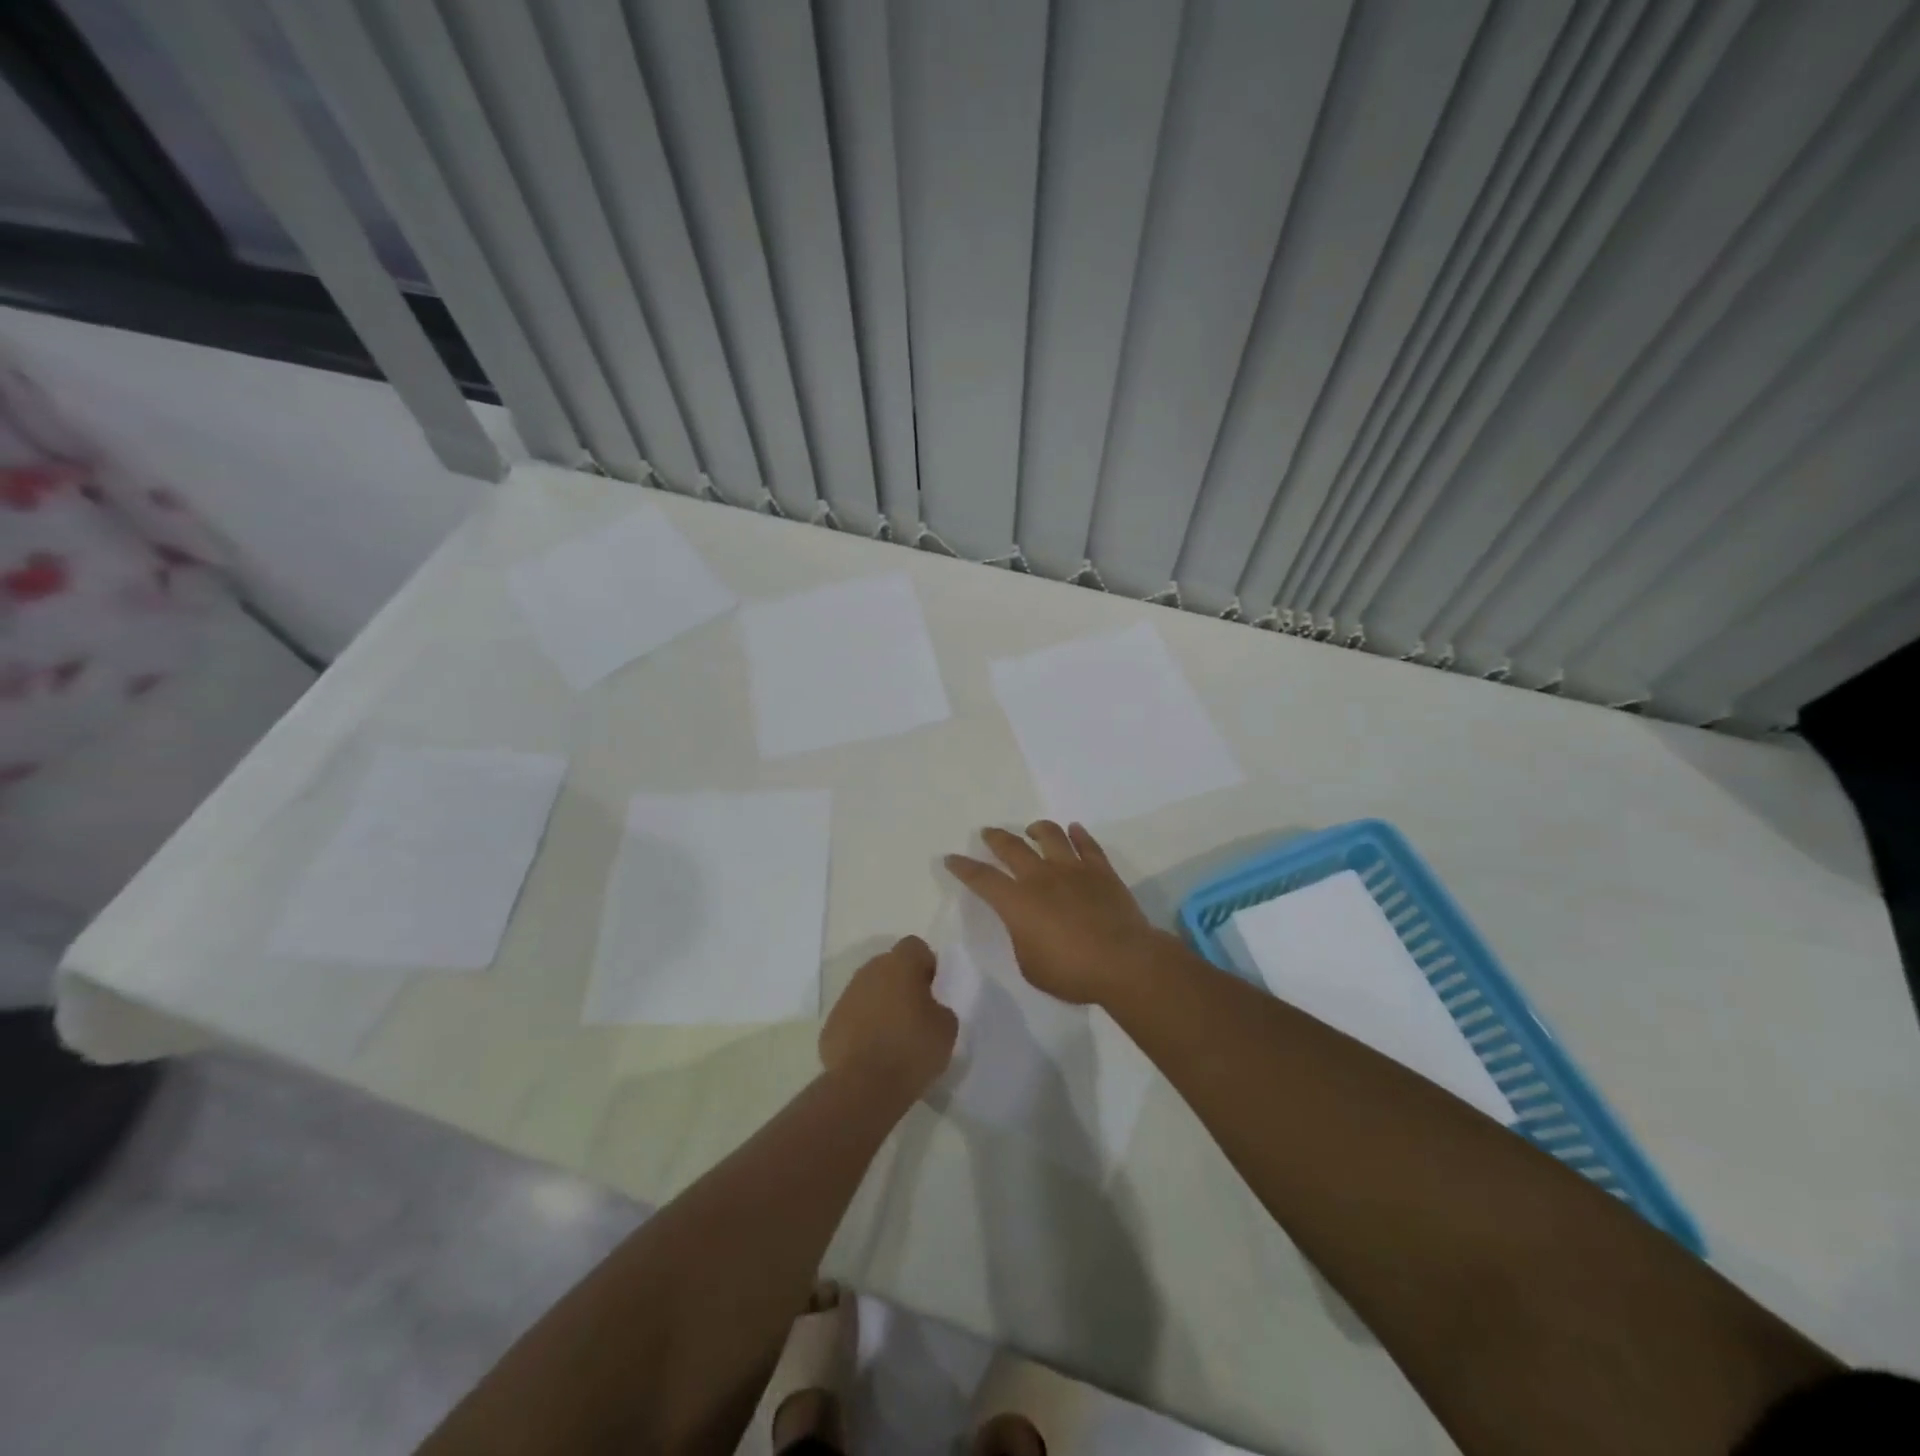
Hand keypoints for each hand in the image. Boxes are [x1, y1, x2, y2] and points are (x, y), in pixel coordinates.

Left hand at [819, 935, 957, 1101]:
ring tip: (894, 1037)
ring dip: (881, 1005)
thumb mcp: (946, 1028)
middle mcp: (869, 971)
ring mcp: (846, 997)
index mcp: (900, 964)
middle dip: (902, 984)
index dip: (926, 964)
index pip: (915, 946)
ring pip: (869, 991)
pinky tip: (873, 1053)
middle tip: (916, 1014)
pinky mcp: (831, 1024)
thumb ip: (940, 1007)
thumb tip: (929, 1008)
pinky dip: (863, 1028)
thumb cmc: (912, 1049)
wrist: (864, 1087)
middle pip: (889, 966)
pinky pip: (853, 1016)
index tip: (933, 990)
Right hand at [944, 822, 1176, 1005]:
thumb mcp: (1030, 966)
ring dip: (1038, 829)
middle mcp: (1041, 877)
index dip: (963, 868)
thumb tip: (1028, 925)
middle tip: (987, 832)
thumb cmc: (1071, 972)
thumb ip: (1023, 939)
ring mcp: (1073, 870)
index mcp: (1017, 902)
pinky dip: (1079, 835)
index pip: (982, 878)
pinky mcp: (1101, 871)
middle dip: (996, 838)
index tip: (951, 858)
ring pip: (1051, 836)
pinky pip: (1087, 845)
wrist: (1123, 962)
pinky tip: (1075, 830)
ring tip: (1032, 829)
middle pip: (1012, 847)